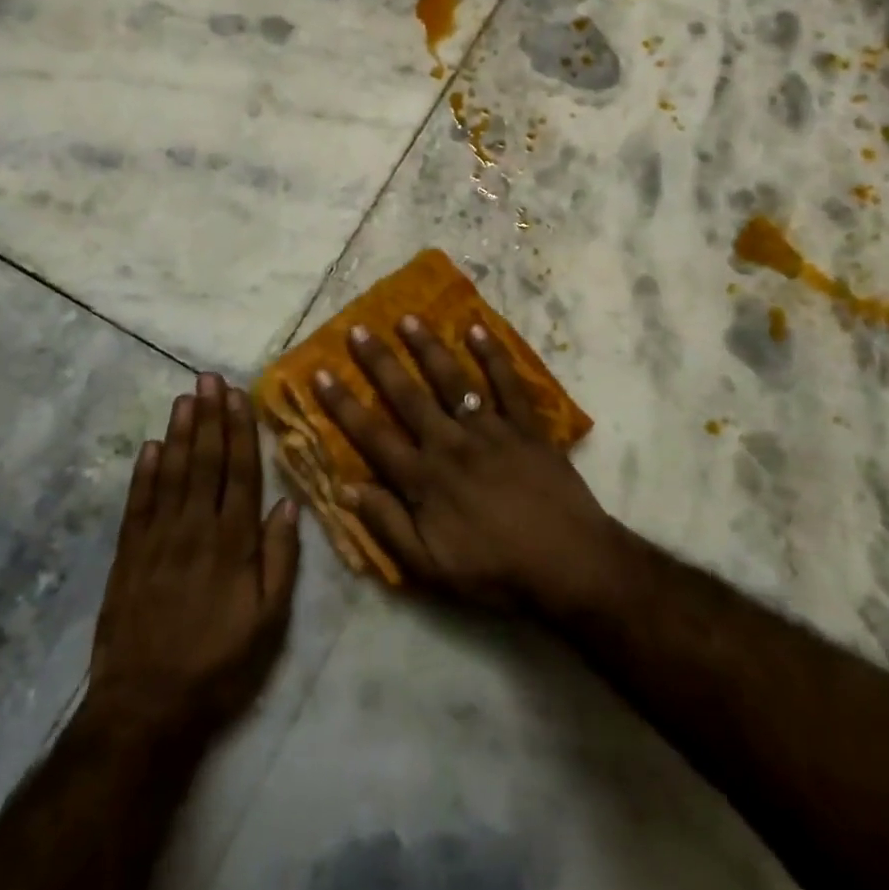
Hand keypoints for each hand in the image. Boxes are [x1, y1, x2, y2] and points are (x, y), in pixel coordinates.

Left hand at [86, 375, 299, 745]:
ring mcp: (157, 540)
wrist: (146, 707)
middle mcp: (196, 529)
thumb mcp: (269, 621)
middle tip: (208, 378)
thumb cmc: (219, 664)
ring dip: (179, 433)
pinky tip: (149, 447)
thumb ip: (280, 558)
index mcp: (234, 542)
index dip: (239, 431)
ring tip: (185, 398)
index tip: (238, 396)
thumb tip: (288, 503)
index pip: (240, 472)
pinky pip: (138, 503)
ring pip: (171, 474)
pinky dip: (143, 473)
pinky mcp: (128, 556)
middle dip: (209, 417)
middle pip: (204, 462)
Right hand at [312, 317, 621, 614]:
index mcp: (424, 479)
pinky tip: (477, 329)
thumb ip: (388, 526)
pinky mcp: (526, 426)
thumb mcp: (431, 567)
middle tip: (358, 330)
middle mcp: (451, 444)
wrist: (569, 564)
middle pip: (408, 396)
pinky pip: (507, 383)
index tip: (320, 373)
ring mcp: (491, 430)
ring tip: (408, 318)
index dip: (343, 405)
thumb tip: (347, 490)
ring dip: (429, 348)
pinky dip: (493, 355)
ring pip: (453, 381)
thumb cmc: (496, 571)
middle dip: (380, 362)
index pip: (373, 435)